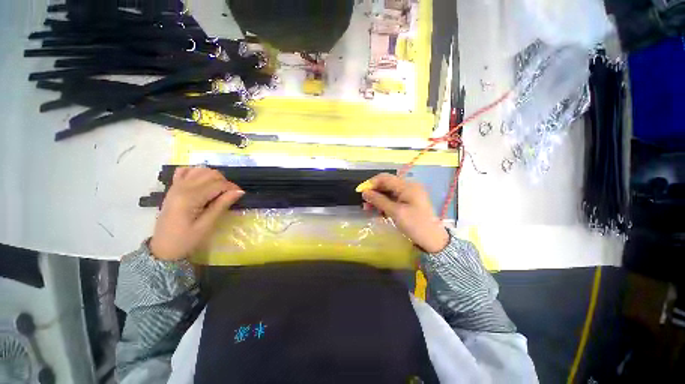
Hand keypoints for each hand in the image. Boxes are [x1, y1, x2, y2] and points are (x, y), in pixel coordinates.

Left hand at [150, 167, 244, 260]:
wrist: (163, 249)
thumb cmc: (186, 240)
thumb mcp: (207, 225)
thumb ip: (222, 205)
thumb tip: (239, 191)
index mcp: (189, 198)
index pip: (217, 184)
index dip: (232, 187)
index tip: (240, 195)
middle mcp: (181, 187)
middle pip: (209, 174)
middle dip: (224, 181)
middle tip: (230, 194)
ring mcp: (175, 186)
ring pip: (199, 170)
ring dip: (213, 177)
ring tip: (219, 190)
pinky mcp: (173, 188)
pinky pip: (185, 172)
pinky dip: (197, 173)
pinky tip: (203, 183)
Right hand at [361, 173, 448, 252]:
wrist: (434, 241)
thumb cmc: (415, 225)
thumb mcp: (396, 212)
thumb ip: (379, 201)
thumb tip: (364, 192)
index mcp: (407, 186)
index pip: (385, 178)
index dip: (371, 183)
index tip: (360, 192)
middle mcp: (408, 187)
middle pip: (386, 185)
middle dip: (374, 192)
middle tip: (364, 204)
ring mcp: (409, 194)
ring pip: (389, 192)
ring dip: (378, 199)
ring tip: (369, 209)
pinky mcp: (409, 202)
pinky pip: (393, 199)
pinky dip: (385, 204)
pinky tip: (379, 212)